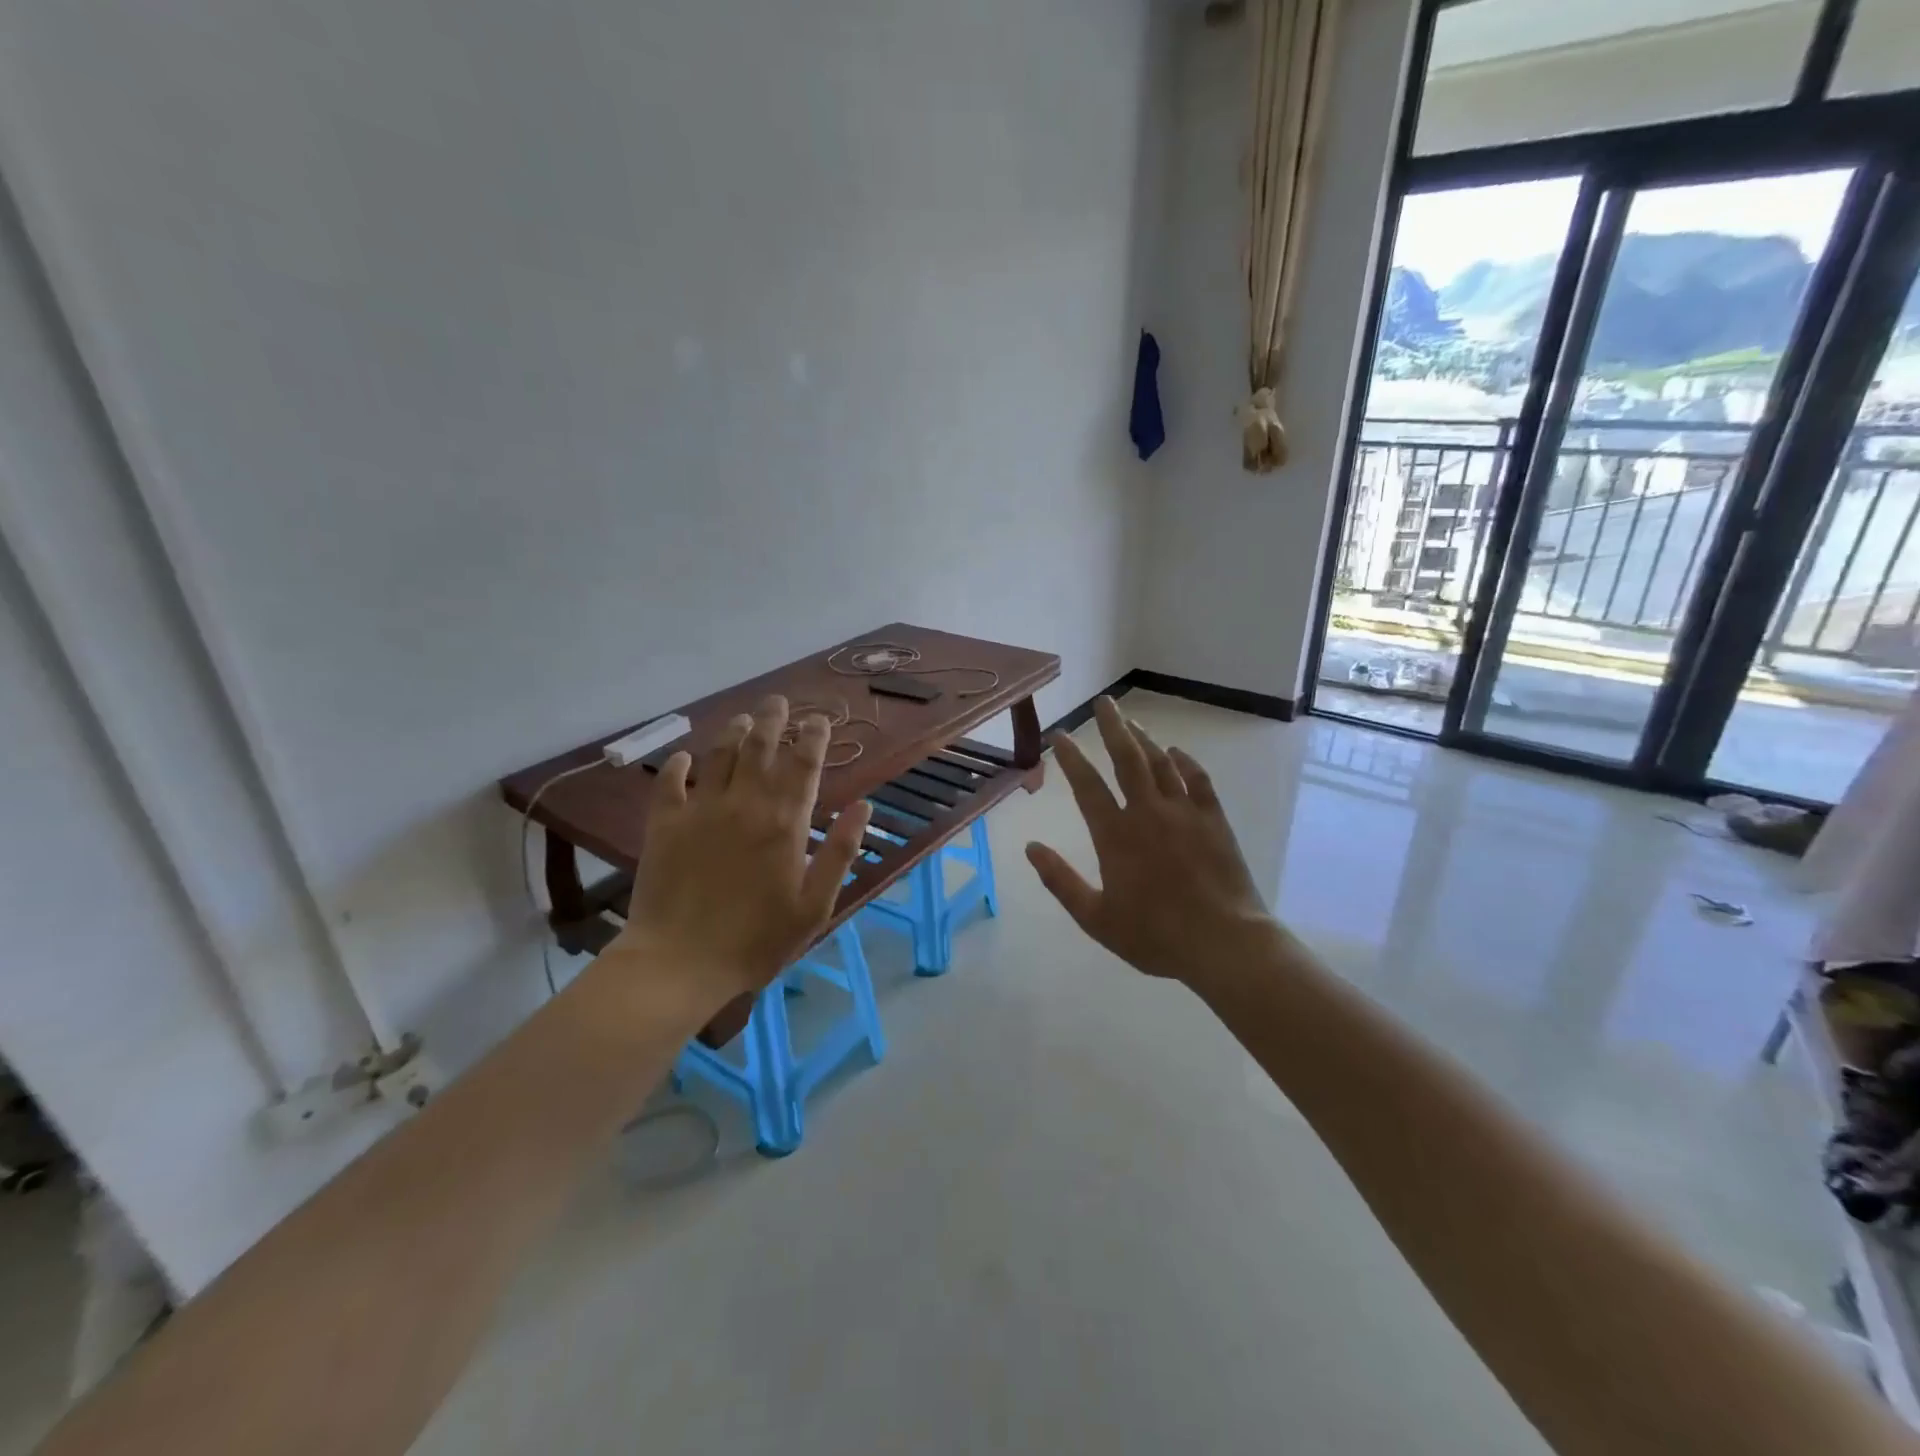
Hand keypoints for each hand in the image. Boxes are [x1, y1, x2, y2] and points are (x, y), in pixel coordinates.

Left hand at [610, 696, 870, 1004]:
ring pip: (719, 754)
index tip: (819, 720)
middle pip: (760, 746)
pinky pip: (670, 782)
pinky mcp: (664, 824)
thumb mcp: (815, 905)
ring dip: (733, 731)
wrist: (680, 962)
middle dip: (773, 719)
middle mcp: (744, 803)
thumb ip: (841, 851)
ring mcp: (700, 810)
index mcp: (785, 822)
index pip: (803, 764)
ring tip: (743, 718)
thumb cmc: (757, 939)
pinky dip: (678, 764)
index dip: (813, 737)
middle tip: (778, 702)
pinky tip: (684, 757)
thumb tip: (864, 805)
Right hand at [1025, 697, 1277, 986]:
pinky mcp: (1214, 821)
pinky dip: (1186, 763)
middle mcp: (1148, 813)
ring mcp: (1185, 813)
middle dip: (1112, 727)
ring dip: (1144, 739)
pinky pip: (1199, 781)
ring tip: (1131, 721)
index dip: (1071, 758)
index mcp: (1116, 836)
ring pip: (1161, 764)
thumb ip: (1060, 880)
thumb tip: (1030, 848)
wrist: (1223, 943)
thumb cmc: (1155, 936)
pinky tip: (1177, 753)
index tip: (1060, 736)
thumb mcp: (1095, 918)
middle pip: (1127, 759)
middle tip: (1104, 702)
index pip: (1087, 786)